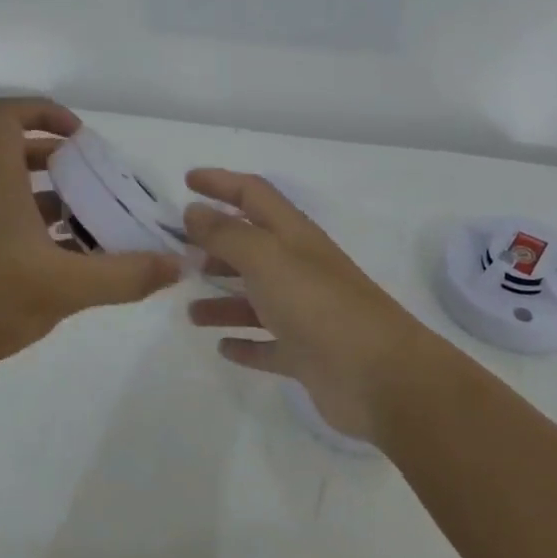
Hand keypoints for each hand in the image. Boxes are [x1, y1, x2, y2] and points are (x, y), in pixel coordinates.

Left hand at [0, 99, 181, 391]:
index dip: (43, 112)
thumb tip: (177, 264)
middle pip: (23, 158)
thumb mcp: (63, 287)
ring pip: (28, 203)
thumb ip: (124, 276)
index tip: (81, 139)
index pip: (5, 117)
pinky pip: (26, 239)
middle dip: (68, 164)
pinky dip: (56, 244)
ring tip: (109, 231)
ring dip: (67, 208)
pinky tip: (86, 271)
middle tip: (105, 184)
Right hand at [183, 169, 431, 445]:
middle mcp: (299, 269)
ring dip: (223, 301)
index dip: (221, 183)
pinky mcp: (306, 355)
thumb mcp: (267, 259)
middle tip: (177, 254)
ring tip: (190, 311)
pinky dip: (246, 344)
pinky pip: (268, 345)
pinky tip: (223, 347)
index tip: (186, 180)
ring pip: (255, 300)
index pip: (253, 195)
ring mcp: (304, 314)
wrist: (379, 377)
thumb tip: (193, 211)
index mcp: (293, 236)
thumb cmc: (318, 306)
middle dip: (216, 246)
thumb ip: (227, 234)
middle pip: (252, 247)